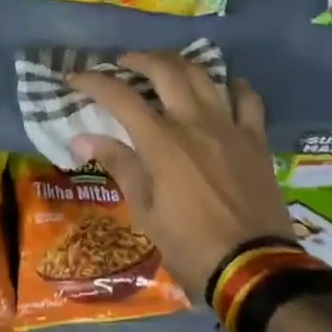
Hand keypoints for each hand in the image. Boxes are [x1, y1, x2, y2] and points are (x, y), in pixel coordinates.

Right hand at [67, 52, 290, 297]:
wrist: (254, 272)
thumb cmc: (191, 247)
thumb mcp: (146, 213)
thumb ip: (120, 166)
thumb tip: (81, 138)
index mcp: (162, 142)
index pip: (120, 97)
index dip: (94, 82)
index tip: (75, 77)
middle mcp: (194, 123)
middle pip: (165, 71)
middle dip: (139, 59)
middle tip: (124, 63)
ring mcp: (229, 128)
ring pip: (203, 76)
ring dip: (179, 64)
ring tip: (165, 68)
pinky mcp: (256, 141)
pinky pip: (248, 101)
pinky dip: (234, 86)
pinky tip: (226, 86)